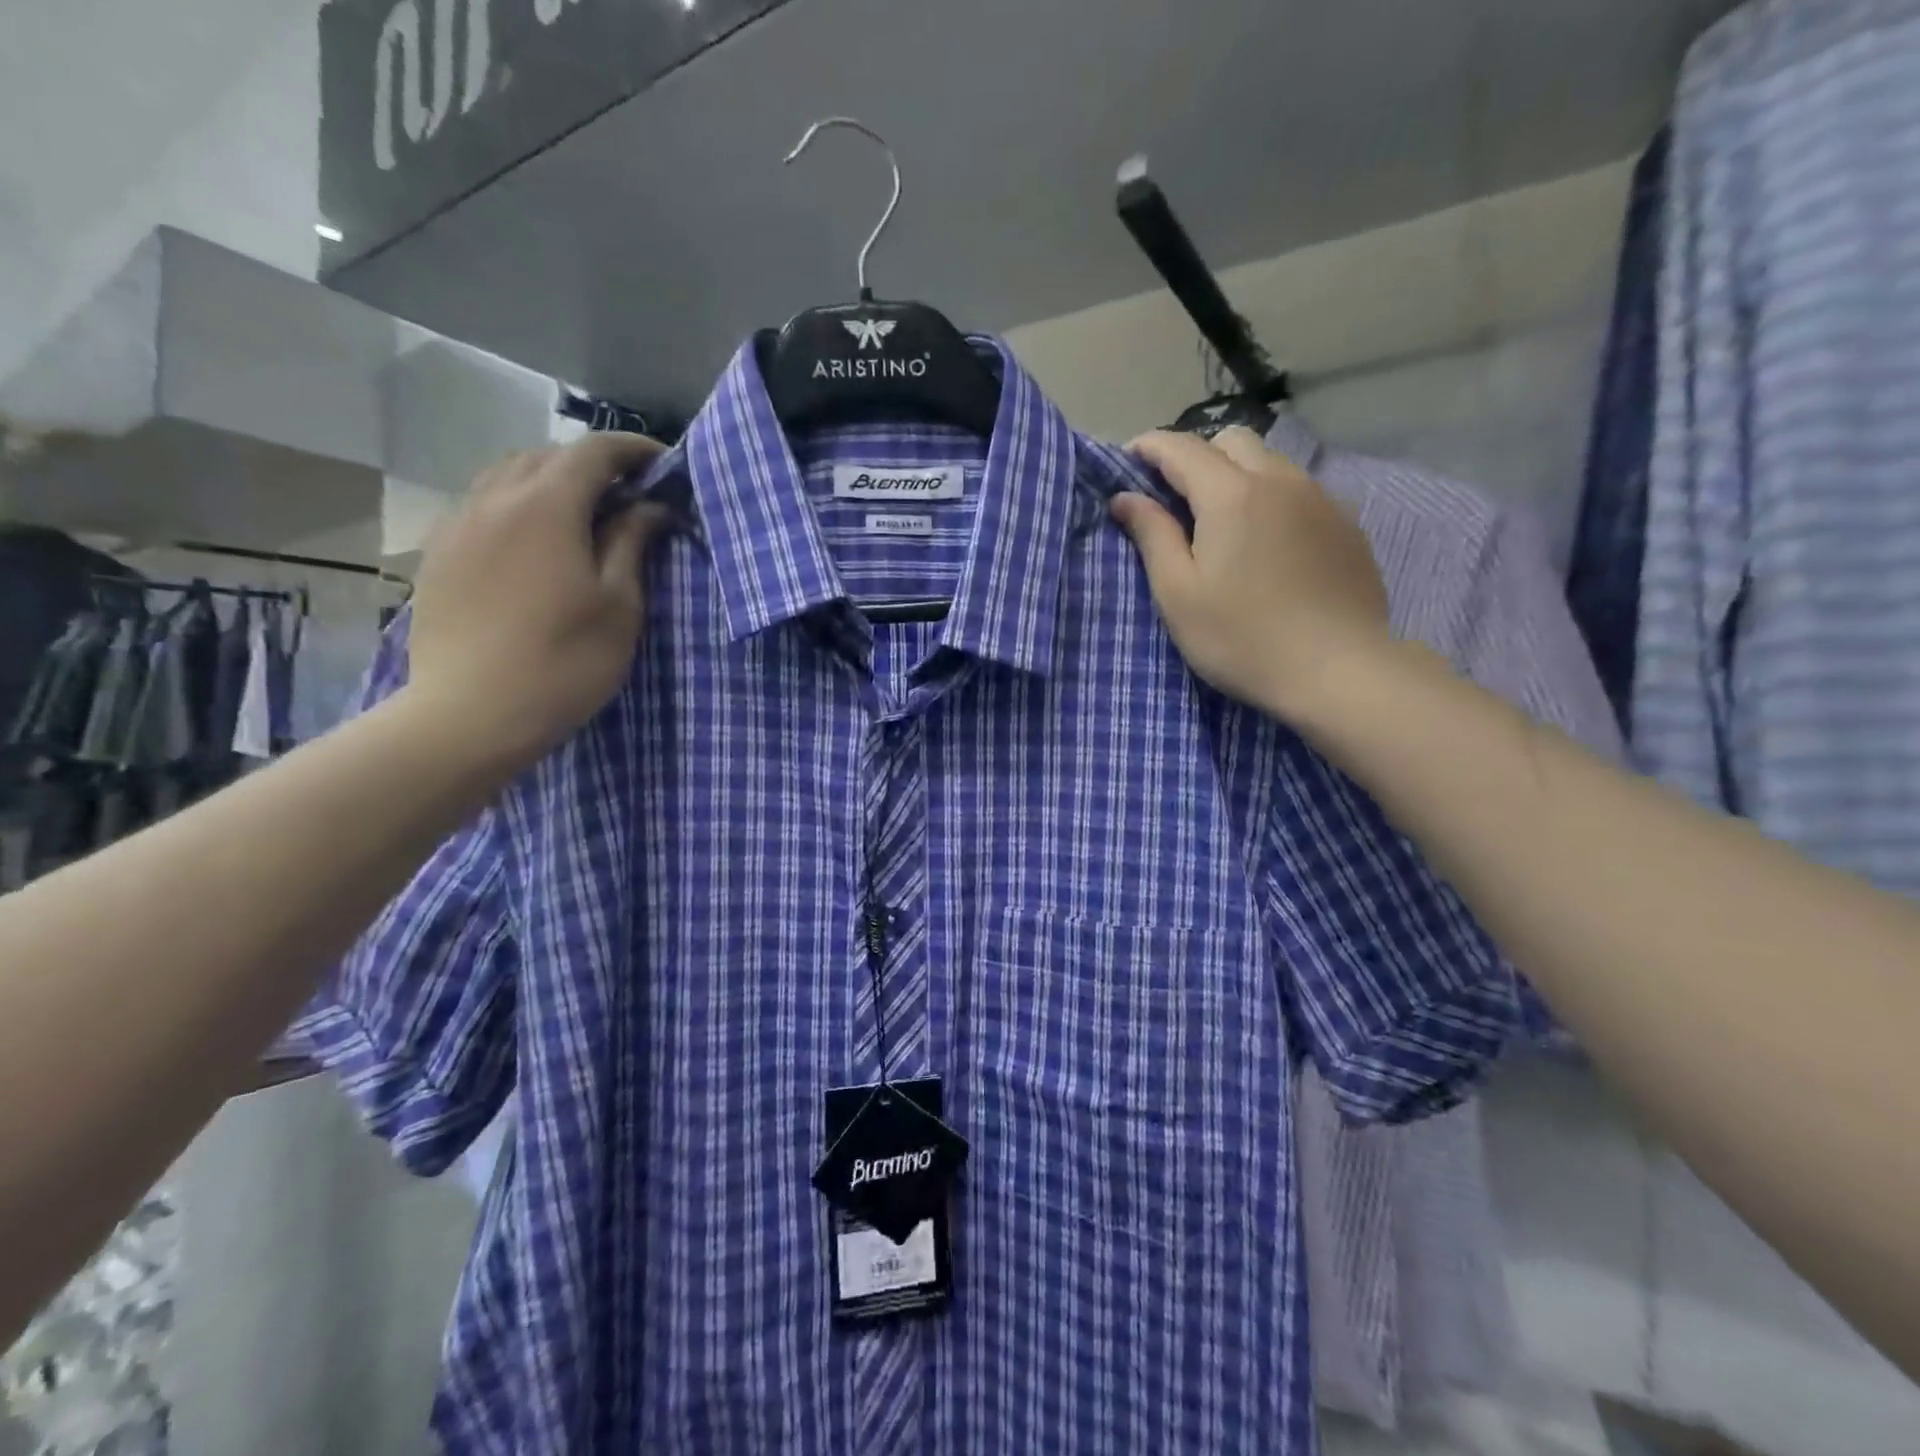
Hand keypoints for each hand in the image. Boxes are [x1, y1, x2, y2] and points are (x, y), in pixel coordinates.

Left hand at [406, 434, 671, 769]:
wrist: (472, 714)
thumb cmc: (565, 661)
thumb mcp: (618, 605)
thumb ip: (632, 544)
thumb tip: (650, 507)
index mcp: (547, 506)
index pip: (595, 451)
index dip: (634, 450)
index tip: (665, 465)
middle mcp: (496, 499)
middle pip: (549, 456)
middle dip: (594, 465)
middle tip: (630, 495)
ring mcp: (459, 524)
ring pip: (508, 475)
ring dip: (552, 481)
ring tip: (583, 513)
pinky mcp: (439, 552)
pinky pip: (483, 504)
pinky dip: (518, 504)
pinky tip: (534, 541)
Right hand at [1111, 427, 1392, 723]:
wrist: (1338, 671)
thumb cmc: (1241, 638)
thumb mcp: (1179, 594)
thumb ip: (1152, 536)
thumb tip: (1125, 497)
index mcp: (1231, 494)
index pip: (1181, 447)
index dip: (1149, 447)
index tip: (1127, 462)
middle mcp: (1280, 480)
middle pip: (1232, 440)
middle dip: (1196, 455)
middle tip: (1175, 497)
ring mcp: (1321, 499)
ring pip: (1271, 462)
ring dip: (1238, 474)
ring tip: (1222, 520)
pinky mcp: (1347, 525)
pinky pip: (1301, 491)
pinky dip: (1272, 499)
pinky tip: (1268, 541)